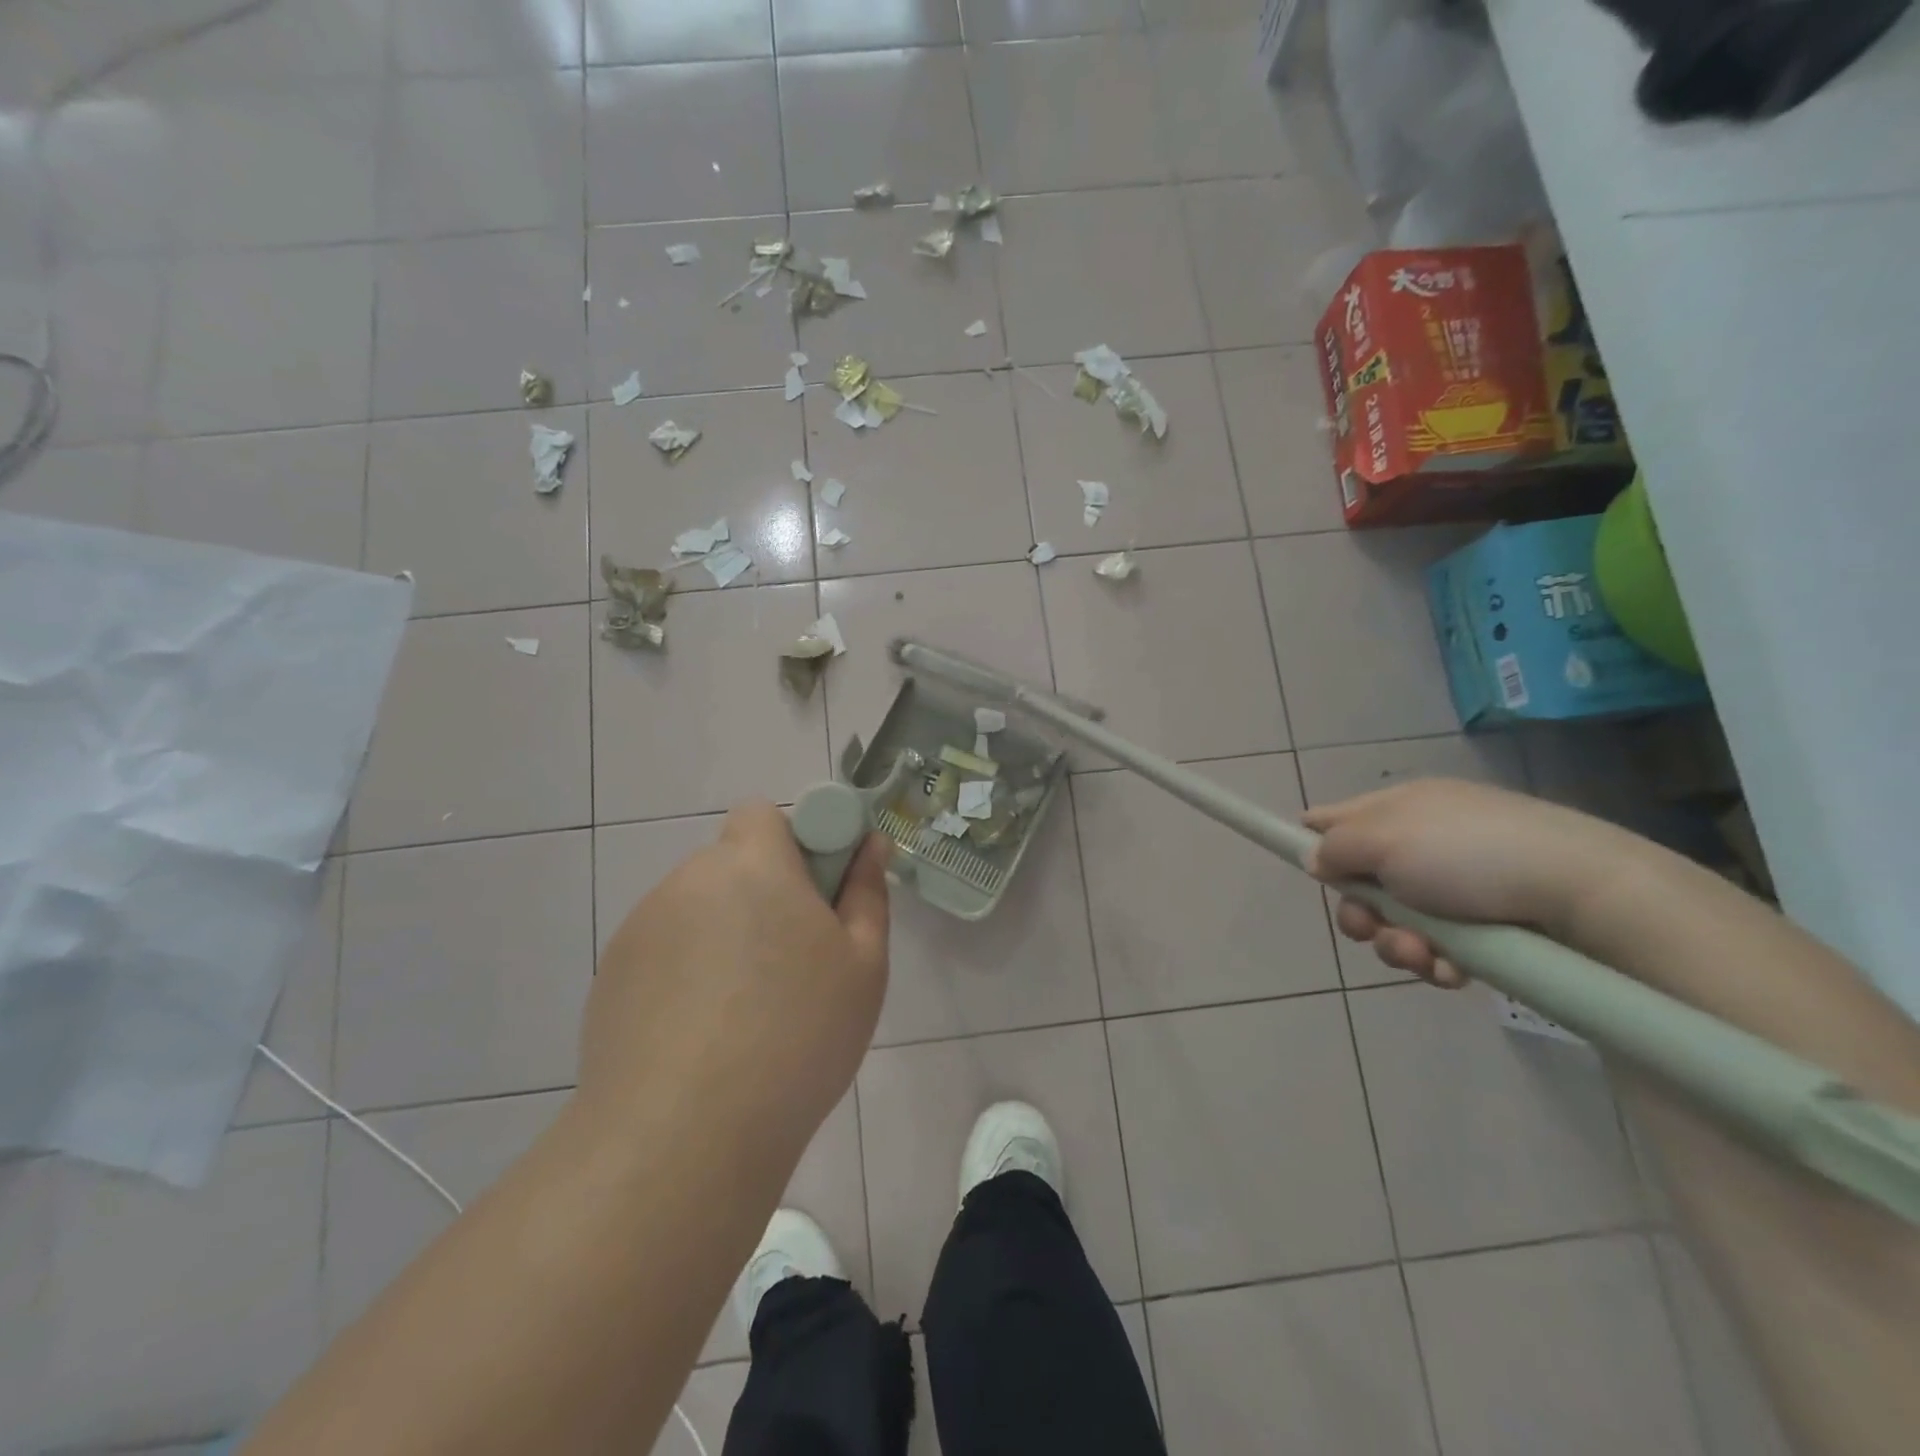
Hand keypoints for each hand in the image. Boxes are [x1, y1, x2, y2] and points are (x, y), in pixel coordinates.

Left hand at [579, 800, 891, 1161]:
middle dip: (764, 893)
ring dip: (724, 934)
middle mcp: (689, 880)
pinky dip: (686, 972)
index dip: (794, 843)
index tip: (816, 895)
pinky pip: (664, 951)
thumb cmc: (797, 1037)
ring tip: (744, 1012)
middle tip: (792, 962)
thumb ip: (867, 893)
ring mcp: (642, 928)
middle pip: (732, 864)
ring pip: (699, 909)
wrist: (683, 1137)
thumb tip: (870, 846)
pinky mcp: (611, 975)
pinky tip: (701, 1036)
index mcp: (752, 865)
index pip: (763, 814)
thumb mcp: (863, 966)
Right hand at [1303, 778, 1637, 988]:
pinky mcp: (1486, 927)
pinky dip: (1435, 961)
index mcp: (1397, 808)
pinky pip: (1437, 948)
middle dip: (1361, 914)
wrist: (1584, 894)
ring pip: (1396, 923)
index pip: (1335, 818)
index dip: (1313, 842)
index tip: (1310, 871)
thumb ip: (1334, 847)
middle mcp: (1421, 844)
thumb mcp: (1383, 838)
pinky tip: (1452, 971)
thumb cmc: (1468, 854)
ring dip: (1397, 944)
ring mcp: (1456, 886)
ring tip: (1424, 956)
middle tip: (1373, 927)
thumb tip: (1316, 859)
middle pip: (1360, 883)